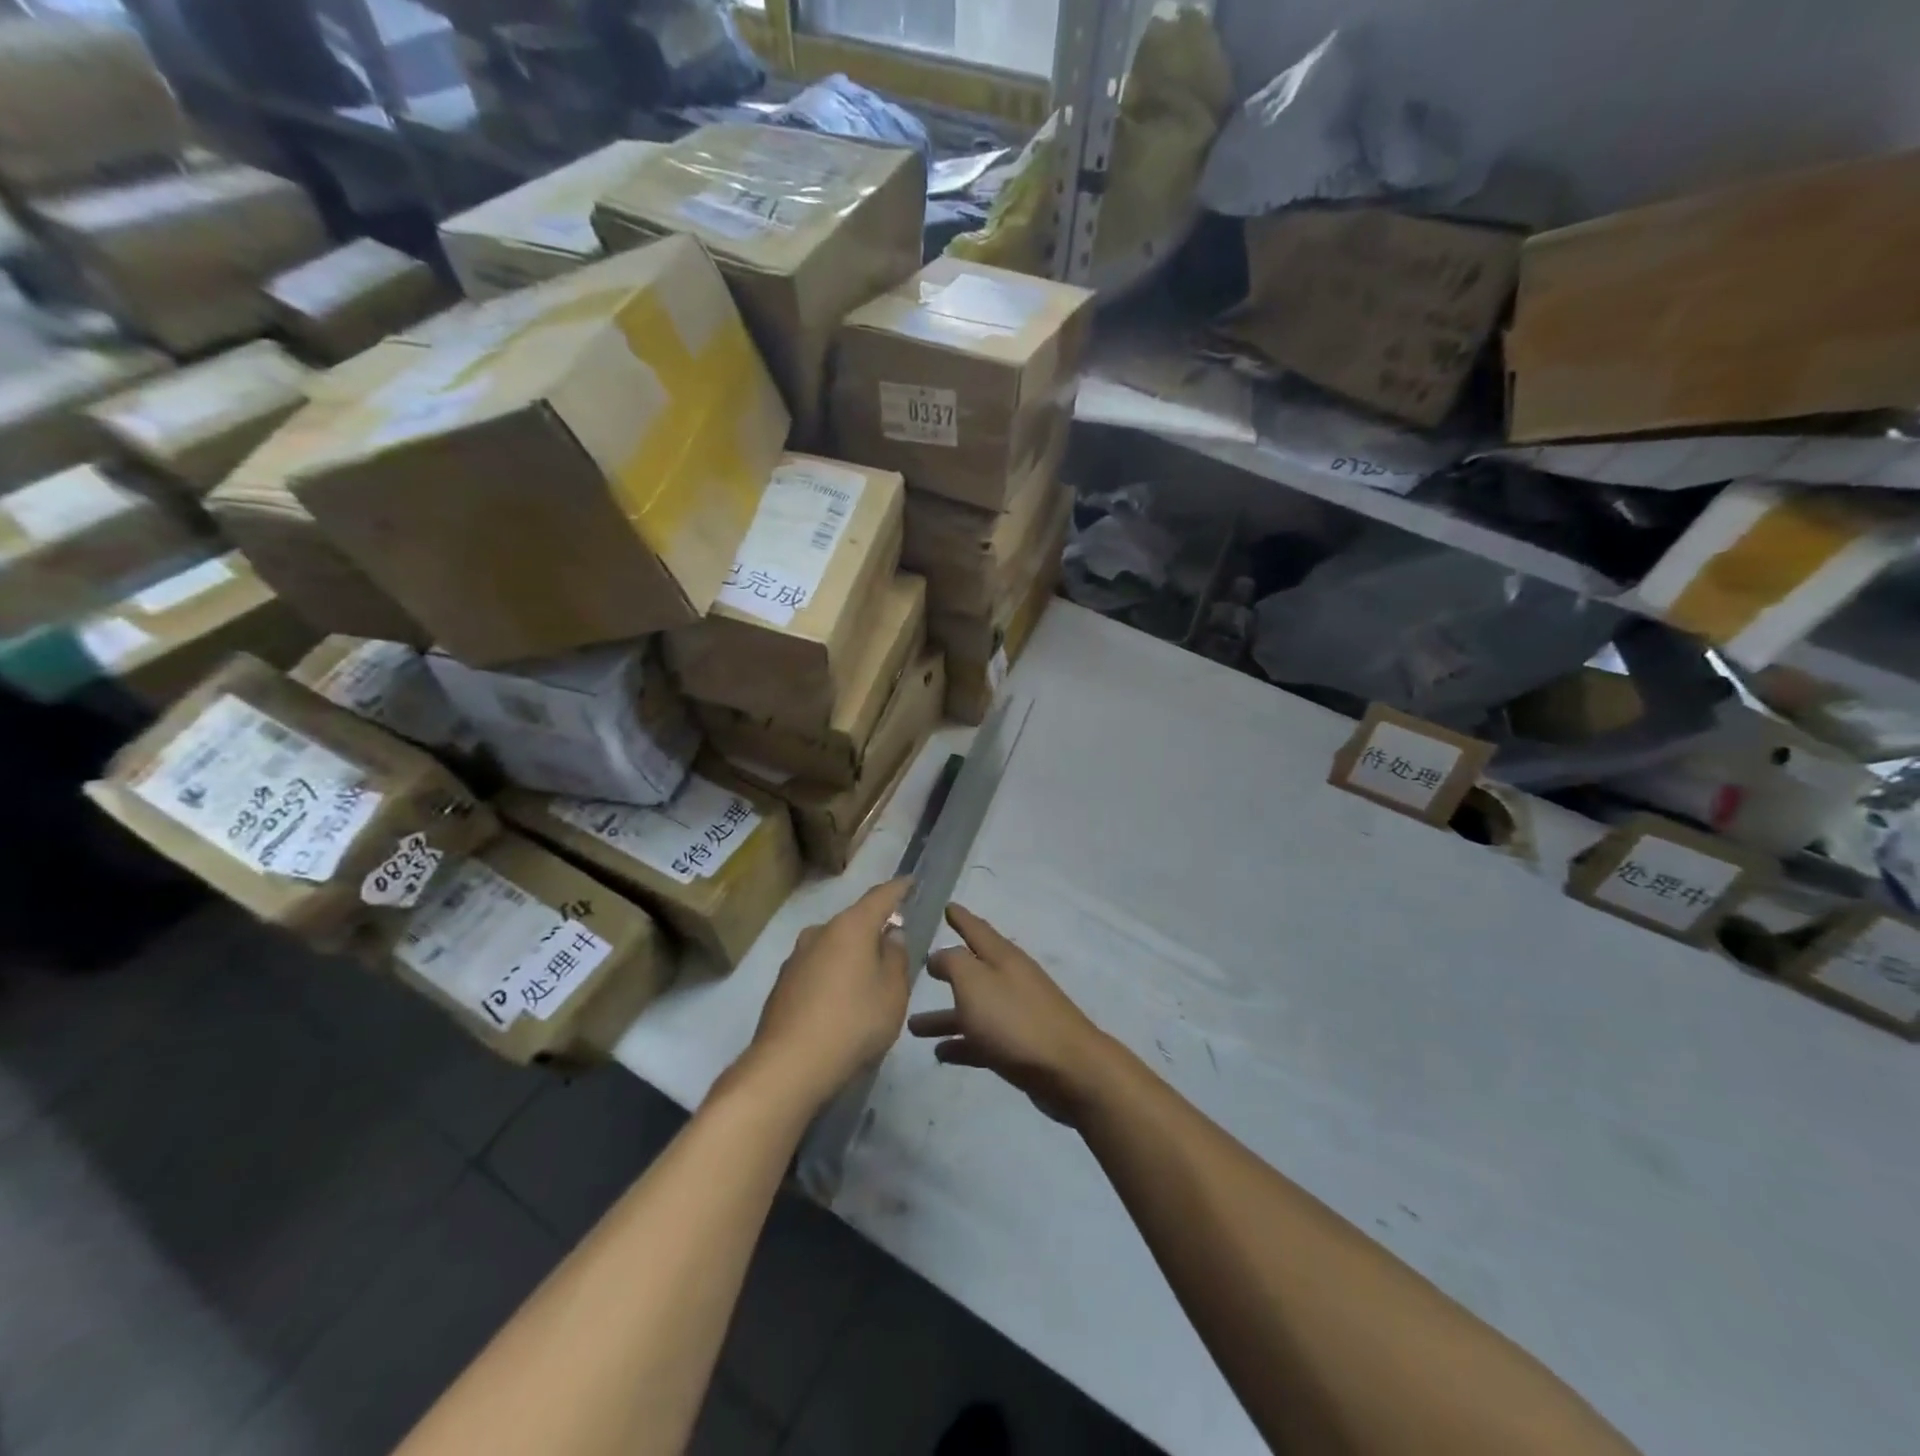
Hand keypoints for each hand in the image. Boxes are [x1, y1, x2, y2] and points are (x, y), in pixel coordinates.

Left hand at [739, 878, 911, 1110]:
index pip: (880, 896)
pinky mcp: (782, 984)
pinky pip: (817, 969)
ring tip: (868, 982)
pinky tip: (841, 1004)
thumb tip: (891, 935)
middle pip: (854, 922)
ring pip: (833, 947)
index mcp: (851, 927)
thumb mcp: (893, 993)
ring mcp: (796, 958)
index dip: (898, 888)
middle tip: (894, 947)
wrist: (788, 1066)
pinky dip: (833, 977)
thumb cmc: (853, 1023)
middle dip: (874, 930)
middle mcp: (819, 932)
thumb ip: (896, 958)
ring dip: (852, 956)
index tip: (910, 881)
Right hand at [908, 905, 1113, 1123]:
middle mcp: (1010, 980)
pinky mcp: (1019, 1047)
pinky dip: (962, 1044)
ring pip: (973, 1008)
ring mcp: (1016, 1014)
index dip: (961, 917)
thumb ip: (952, 963)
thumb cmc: (1015, 1020)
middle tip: (920, 969)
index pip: (977, 929)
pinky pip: (982, 1040)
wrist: (1068, 1070)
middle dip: (947, 970)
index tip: (947, 906)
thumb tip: (938, 955)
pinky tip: (940, 1053)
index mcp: (1002, 958)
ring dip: (944, 1016)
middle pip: (973, 971)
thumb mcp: (974, 982)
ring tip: (913, 1026)